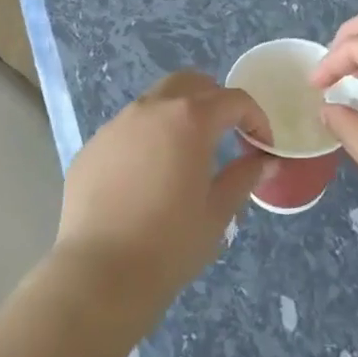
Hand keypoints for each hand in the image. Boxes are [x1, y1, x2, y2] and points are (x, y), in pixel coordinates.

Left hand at [54, 71, 275, 321]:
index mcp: (189, 119)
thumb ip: (244, 177)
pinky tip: (147, 176)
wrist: (100, 273)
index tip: (261, 146)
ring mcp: (117, 125)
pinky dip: (147, 138)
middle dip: (215, 100)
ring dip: (178, 115)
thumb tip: (265, 160)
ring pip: (155, 101)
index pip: (233, 100)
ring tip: (185, 154)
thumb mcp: (218, 212)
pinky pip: (127, 129)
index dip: (255, 118)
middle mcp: (151, 109)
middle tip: (226, 134)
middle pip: (190, 83)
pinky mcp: (93, 146)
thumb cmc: (170, 244)